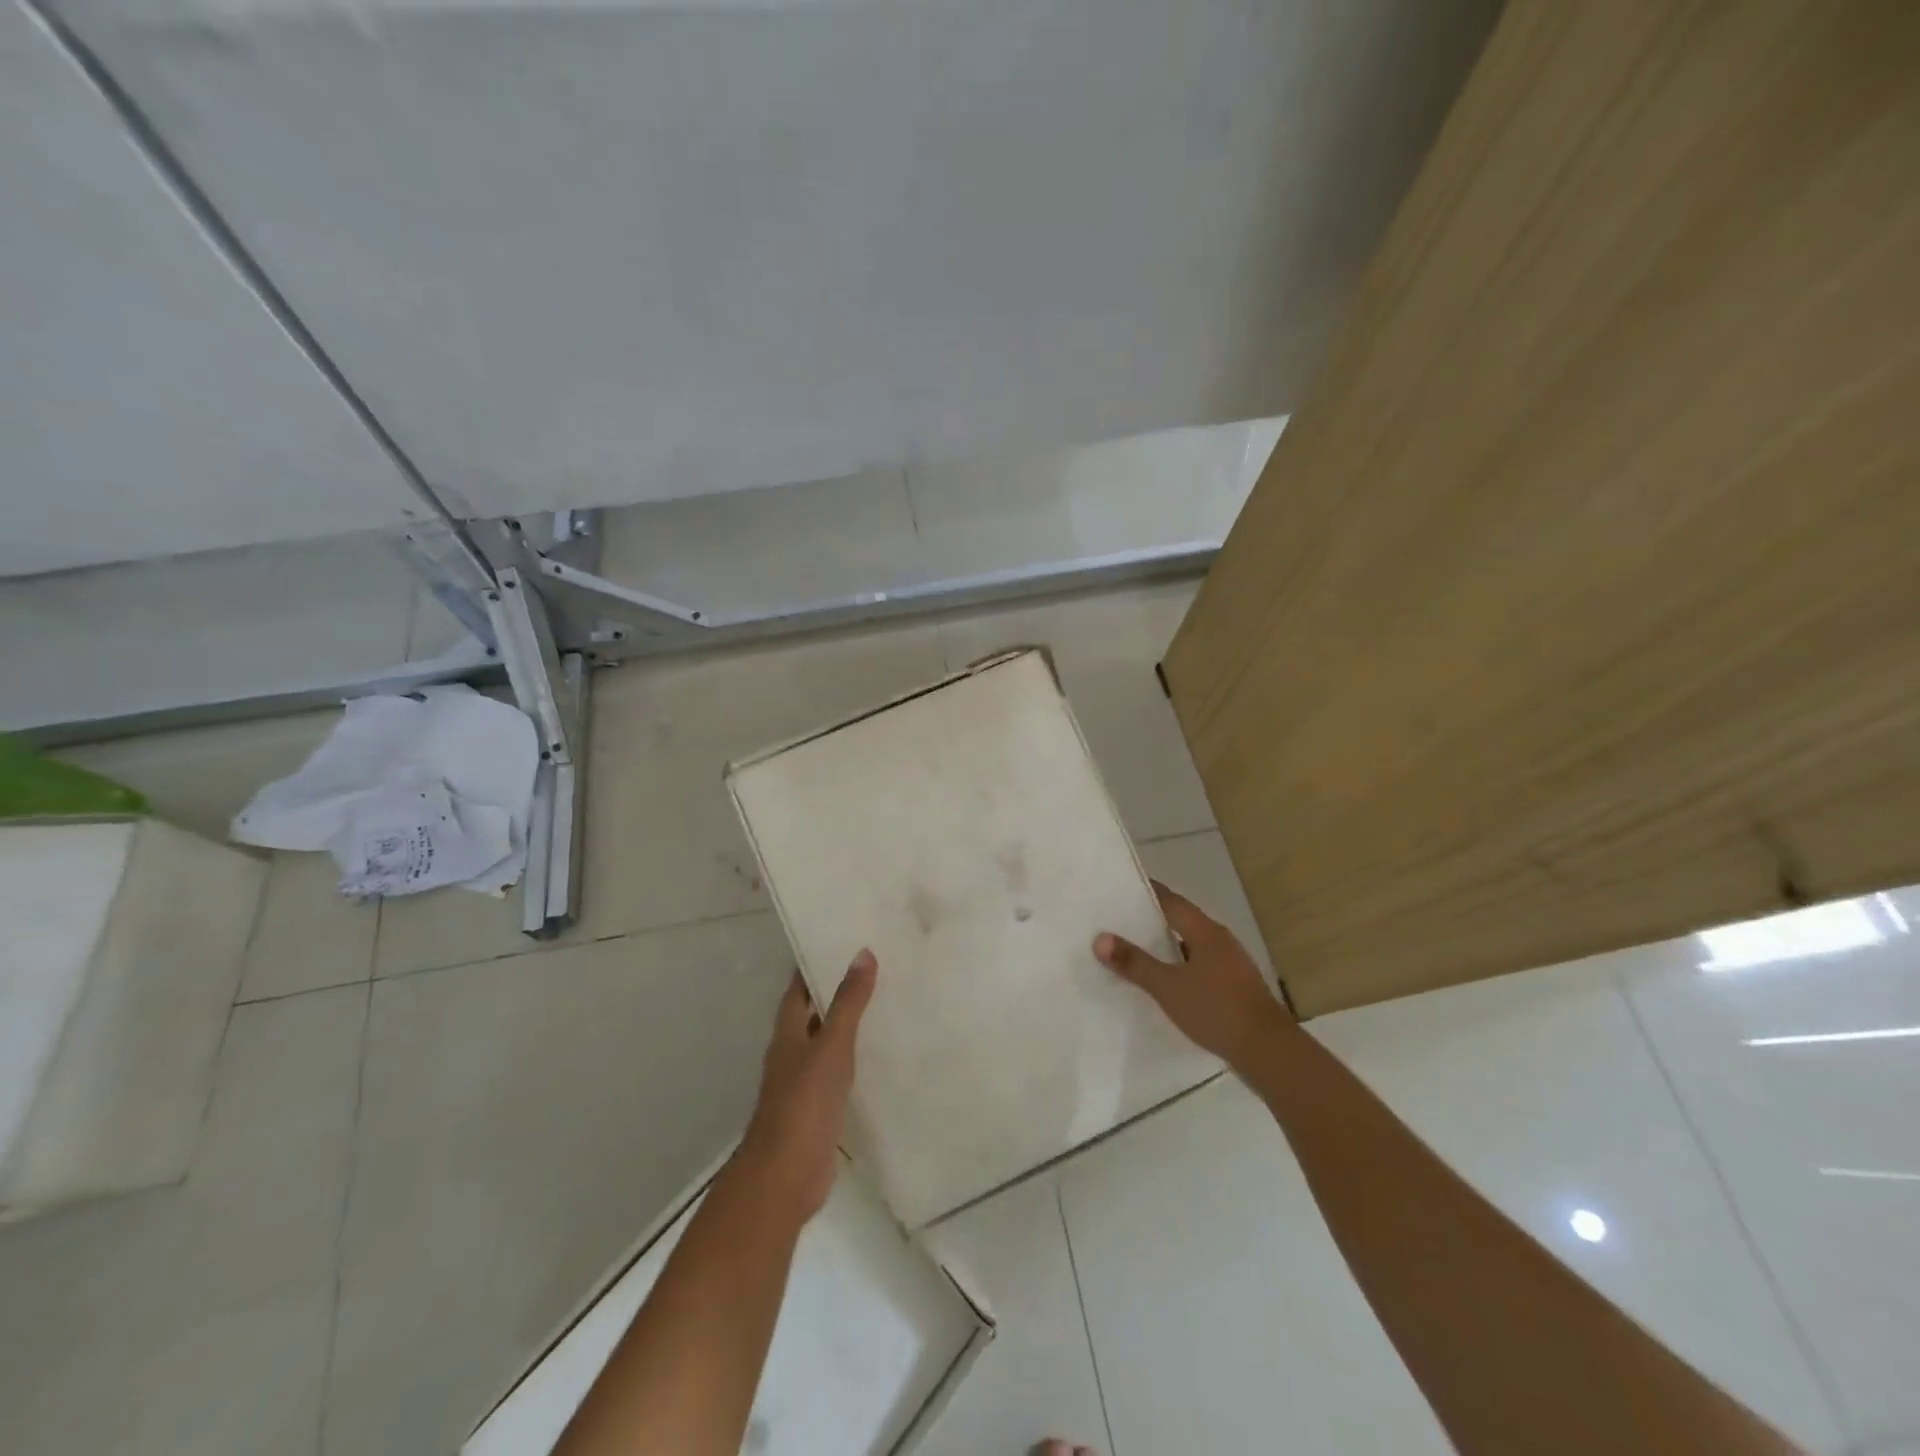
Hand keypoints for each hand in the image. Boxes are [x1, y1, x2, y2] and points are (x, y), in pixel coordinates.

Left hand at [737, 950, 876, 1217]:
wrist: (786, 1174)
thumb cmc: (804, 1102)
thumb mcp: (831, 1045)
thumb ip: (848, 1002)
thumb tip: (862, 953)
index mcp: (788, 1033)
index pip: (798, 989)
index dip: (813, 964)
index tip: (840, 941)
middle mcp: (792, 1053)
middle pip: (812, 1014)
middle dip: (835, 992)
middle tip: (873, 968)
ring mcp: (803, 1084)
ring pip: (826, 1044)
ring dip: (847, 1026)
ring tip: (885, 1004)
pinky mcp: (819, 1110)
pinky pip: (838, 1074)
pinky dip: (855, 1060)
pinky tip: (880, 1056)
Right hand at [1094, 882, 1294, 1071]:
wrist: (1268, 1051)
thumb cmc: (1216, 1009)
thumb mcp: (1168, 987)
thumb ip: (1134, 963)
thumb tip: (1100, 938)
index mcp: (1205, 931)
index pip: (1170, 900)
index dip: (1145, 893)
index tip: (1119, 887)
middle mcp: (1220, 940)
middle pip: (1180, 921)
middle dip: (1150, 920)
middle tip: (1116, 920)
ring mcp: (1230, 964)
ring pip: (1190, 946)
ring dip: (1165, 947)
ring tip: (1133, 951)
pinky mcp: (1234, 987)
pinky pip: (1199, 967)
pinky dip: (1178, 968)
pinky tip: (1163, 982)